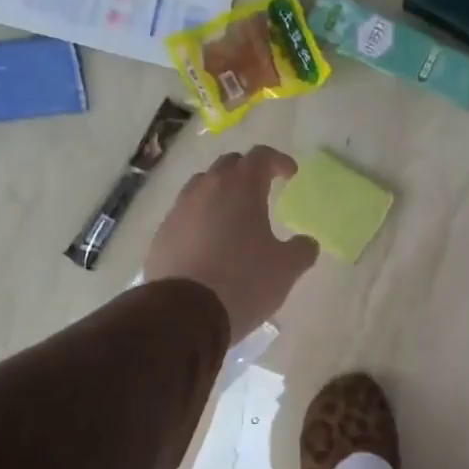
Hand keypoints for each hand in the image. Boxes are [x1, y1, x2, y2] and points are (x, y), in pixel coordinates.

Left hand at [146, 146, 317, 340]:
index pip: (261, 156)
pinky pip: (184, 215)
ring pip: (202, 187)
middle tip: (262, 189)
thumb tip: (307, 243)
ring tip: (232, 214)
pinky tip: (208, 242)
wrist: (184, 313)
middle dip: (247, 172)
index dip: (278, 161)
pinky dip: (200, 218)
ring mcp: (179, 210)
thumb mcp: (287, 269)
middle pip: (228, 165)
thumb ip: (302, 250)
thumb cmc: (244, 282)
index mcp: (241, 188)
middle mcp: (207, 189)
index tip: (290, 174)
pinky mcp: (162, 234)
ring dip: (220, 192)